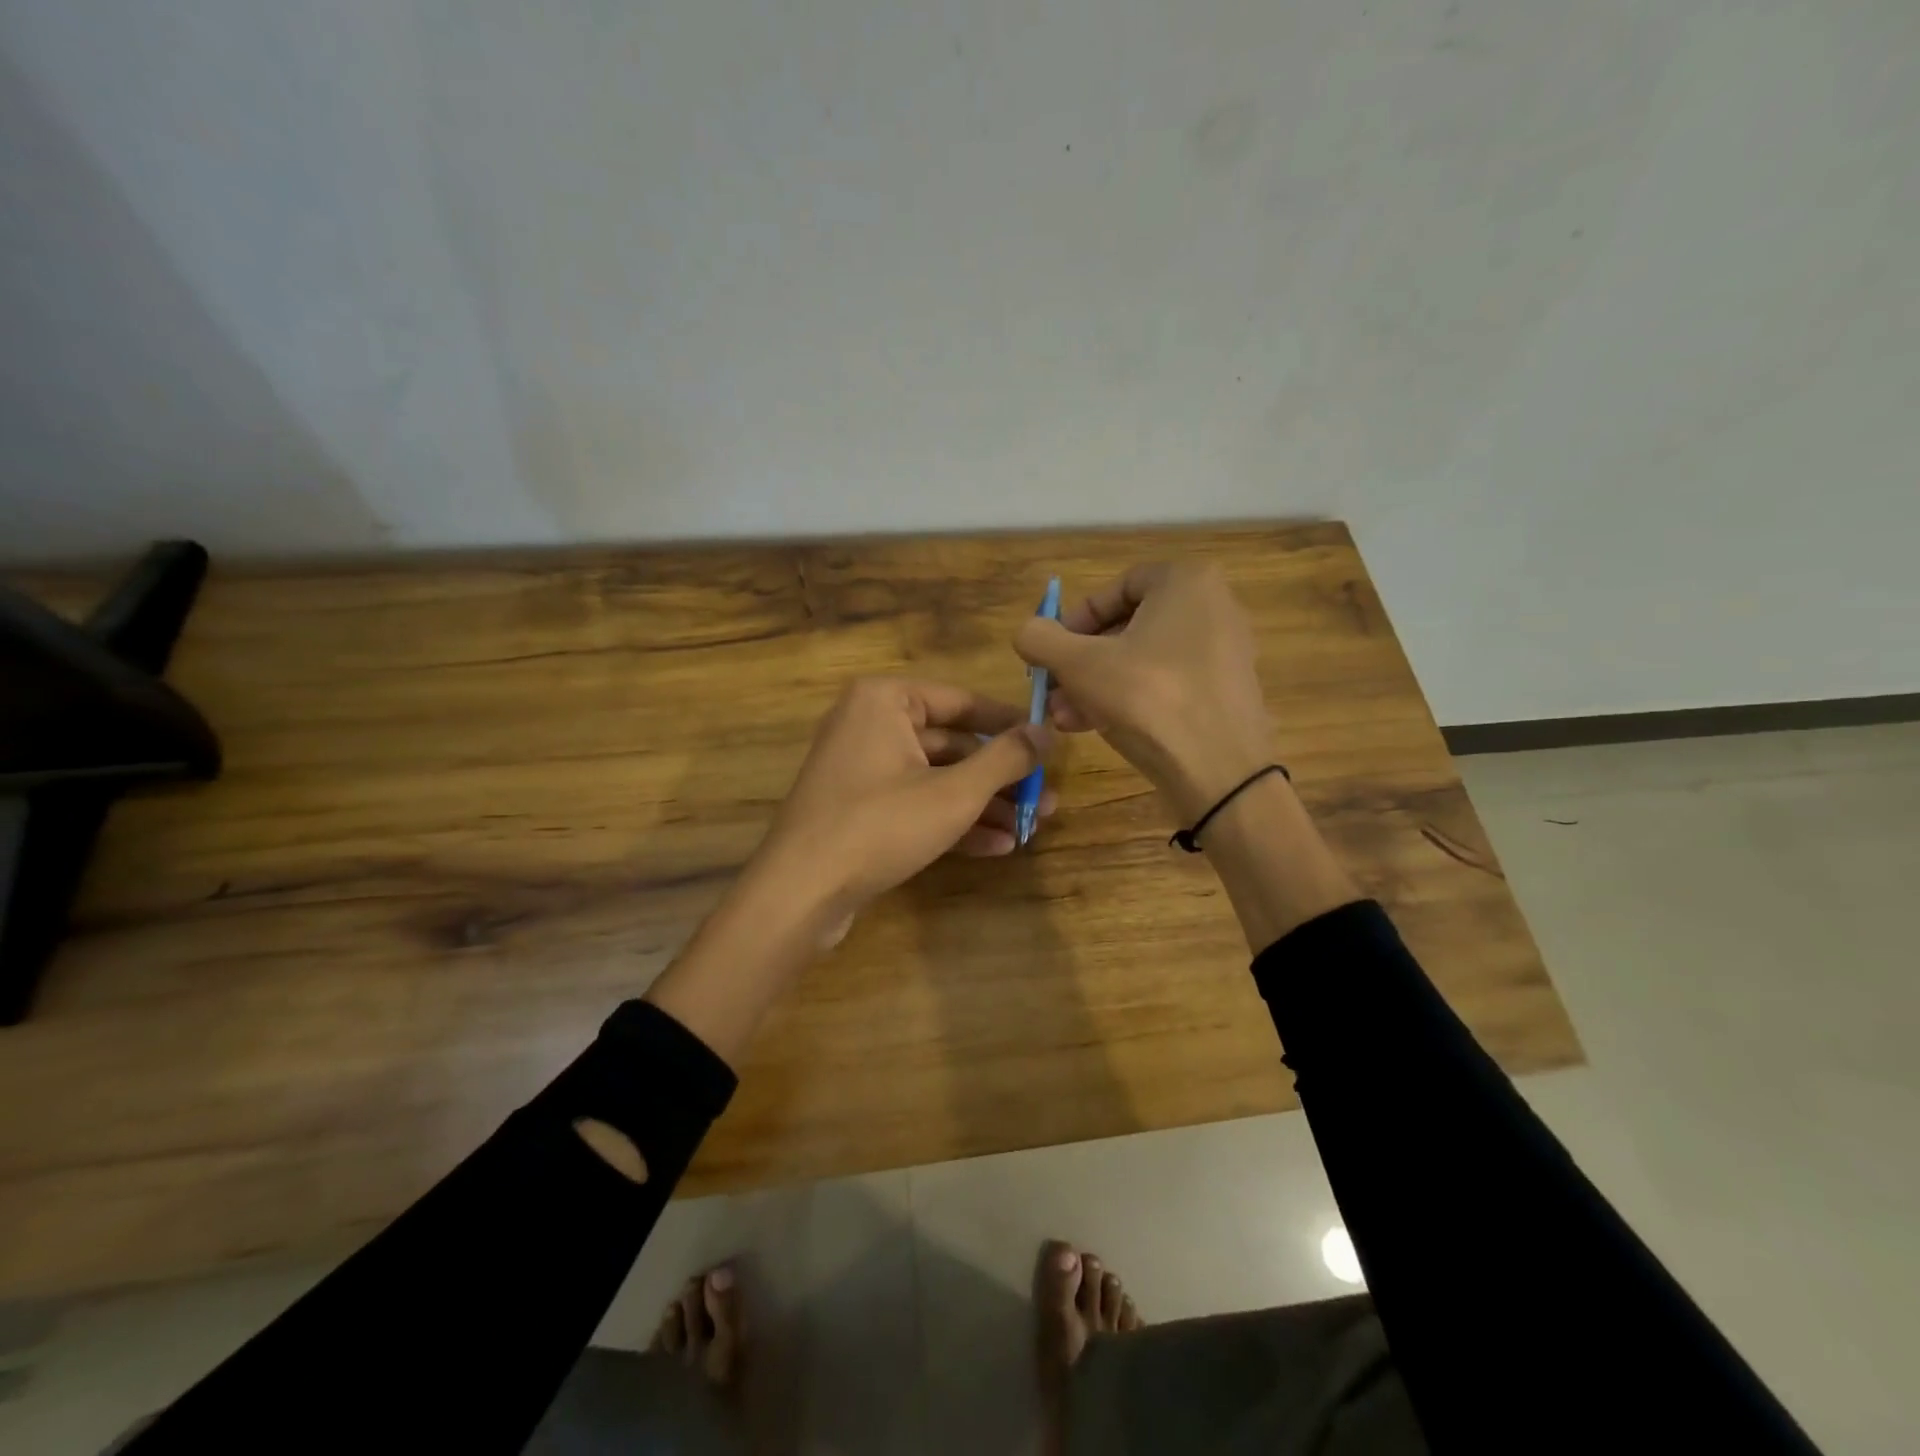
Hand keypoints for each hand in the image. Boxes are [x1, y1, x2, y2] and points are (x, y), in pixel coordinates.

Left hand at [751, 677, 1054, 929]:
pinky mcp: (860, 809)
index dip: (1010, 724)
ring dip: (982, 804)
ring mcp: (862, 770)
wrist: (800, 892)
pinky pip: (915, 804)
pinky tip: (997, 847)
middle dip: (1000, 777)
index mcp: (885, 701)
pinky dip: (952, 822)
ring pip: (936, 778)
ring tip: (1029, 827)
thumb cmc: (880, 824)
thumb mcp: (954, 792)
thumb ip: (1005, 758)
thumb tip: (1046, 732)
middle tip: (1043, 799)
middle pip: (952, 744)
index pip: (962, 701)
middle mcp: (870, 725)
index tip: (1049, 744)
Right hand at [1014, 562, 1270, 822]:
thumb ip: (1041, 639)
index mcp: (1187, 582)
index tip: (1053, 651)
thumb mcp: (1079, 665)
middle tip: (1054, 690)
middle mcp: (1213, 607)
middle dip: (1082, 662)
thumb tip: (1026, 631)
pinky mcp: (1226, 692)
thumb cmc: (1147, 698)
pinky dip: (1131, 698)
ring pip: (1144, 660)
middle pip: (1129, 627)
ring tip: (1064, 717)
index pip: (1117, 587)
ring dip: (1097, 685)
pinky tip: (1095, 726)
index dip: (1076, 619)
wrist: (1220, 772)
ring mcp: (1224, 652)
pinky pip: (1168, 683)